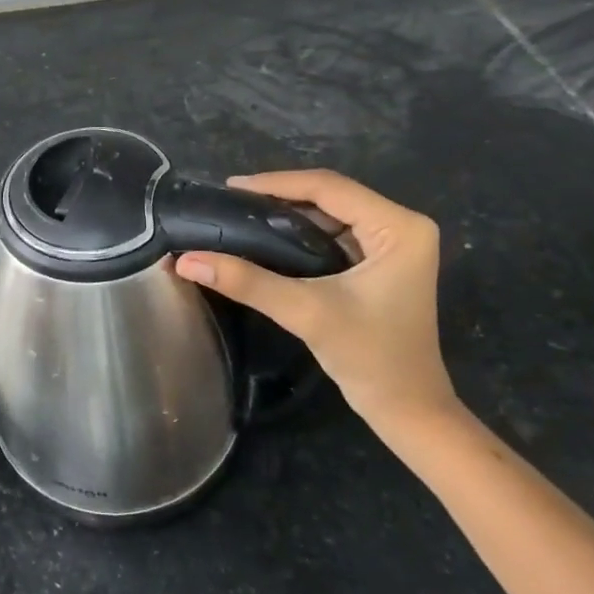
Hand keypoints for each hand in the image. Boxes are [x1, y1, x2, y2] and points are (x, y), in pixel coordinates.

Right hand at [174, 170, 456, 433]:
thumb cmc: (369, 358)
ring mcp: (394, 243)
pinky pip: (335, 232)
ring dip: (287, 213)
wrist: (407, 410)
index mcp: (399, 227)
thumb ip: (247, 282)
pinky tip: (268, 235)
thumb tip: (187, 260)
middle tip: (230, 200)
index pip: (329, 188)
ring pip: (330, 212)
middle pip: (330, 195)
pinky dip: (301, 232)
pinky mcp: (382, 260)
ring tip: (241, 213)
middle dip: (279, 195)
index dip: (277, 183)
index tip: (230, 187)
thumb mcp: (306, 312)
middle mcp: (402, 225)